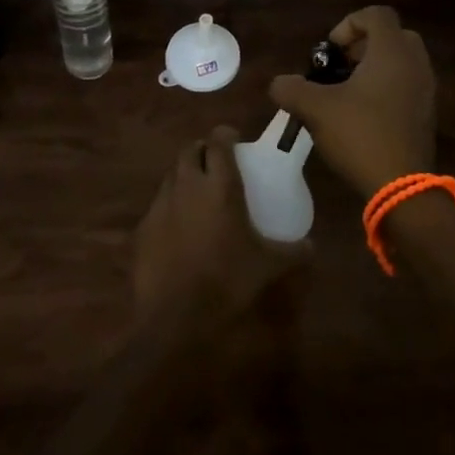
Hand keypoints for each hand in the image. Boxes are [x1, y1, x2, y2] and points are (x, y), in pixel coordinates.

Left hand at [132, 127, 307, 329]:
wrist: (175, 319)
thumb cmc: (227, 282)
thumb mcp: (268, 267)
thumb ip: (293, 252)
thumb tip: (311, 246)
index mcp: (220, 185)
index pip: (219, 141)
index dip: (226, 135)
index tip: (235, 140)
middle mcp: (187, 185)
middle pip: (190, 150)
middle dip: (202, 151)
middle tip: (216, 164)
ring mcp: (161, 205)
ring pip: (171, 175)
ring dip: (185, 176)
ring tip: (198, 194)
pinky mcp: (142, 228)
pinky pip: (157, 206)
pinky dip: (169, 207)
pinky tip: (179, 228)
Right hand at [268, 6, 436, 198]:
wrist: (401, 187)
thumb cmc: (360, 135)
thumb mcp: (316, 109)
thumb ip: (292, 89)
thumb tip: (279, 84)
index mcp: (392, 52)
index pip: (377, 15)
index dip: (349, 24)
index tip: (330, 51)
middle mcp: (415, 64)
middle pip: (392, 36)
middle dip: (363, 45)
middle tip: (340, 67)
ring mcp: (426, 90)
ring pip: (401, 62)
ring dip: (374, 68)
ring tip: (346, 93)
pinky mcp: (427, 114)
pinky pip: (407, 86)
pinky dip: (386, 89)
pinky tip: (362, 116)